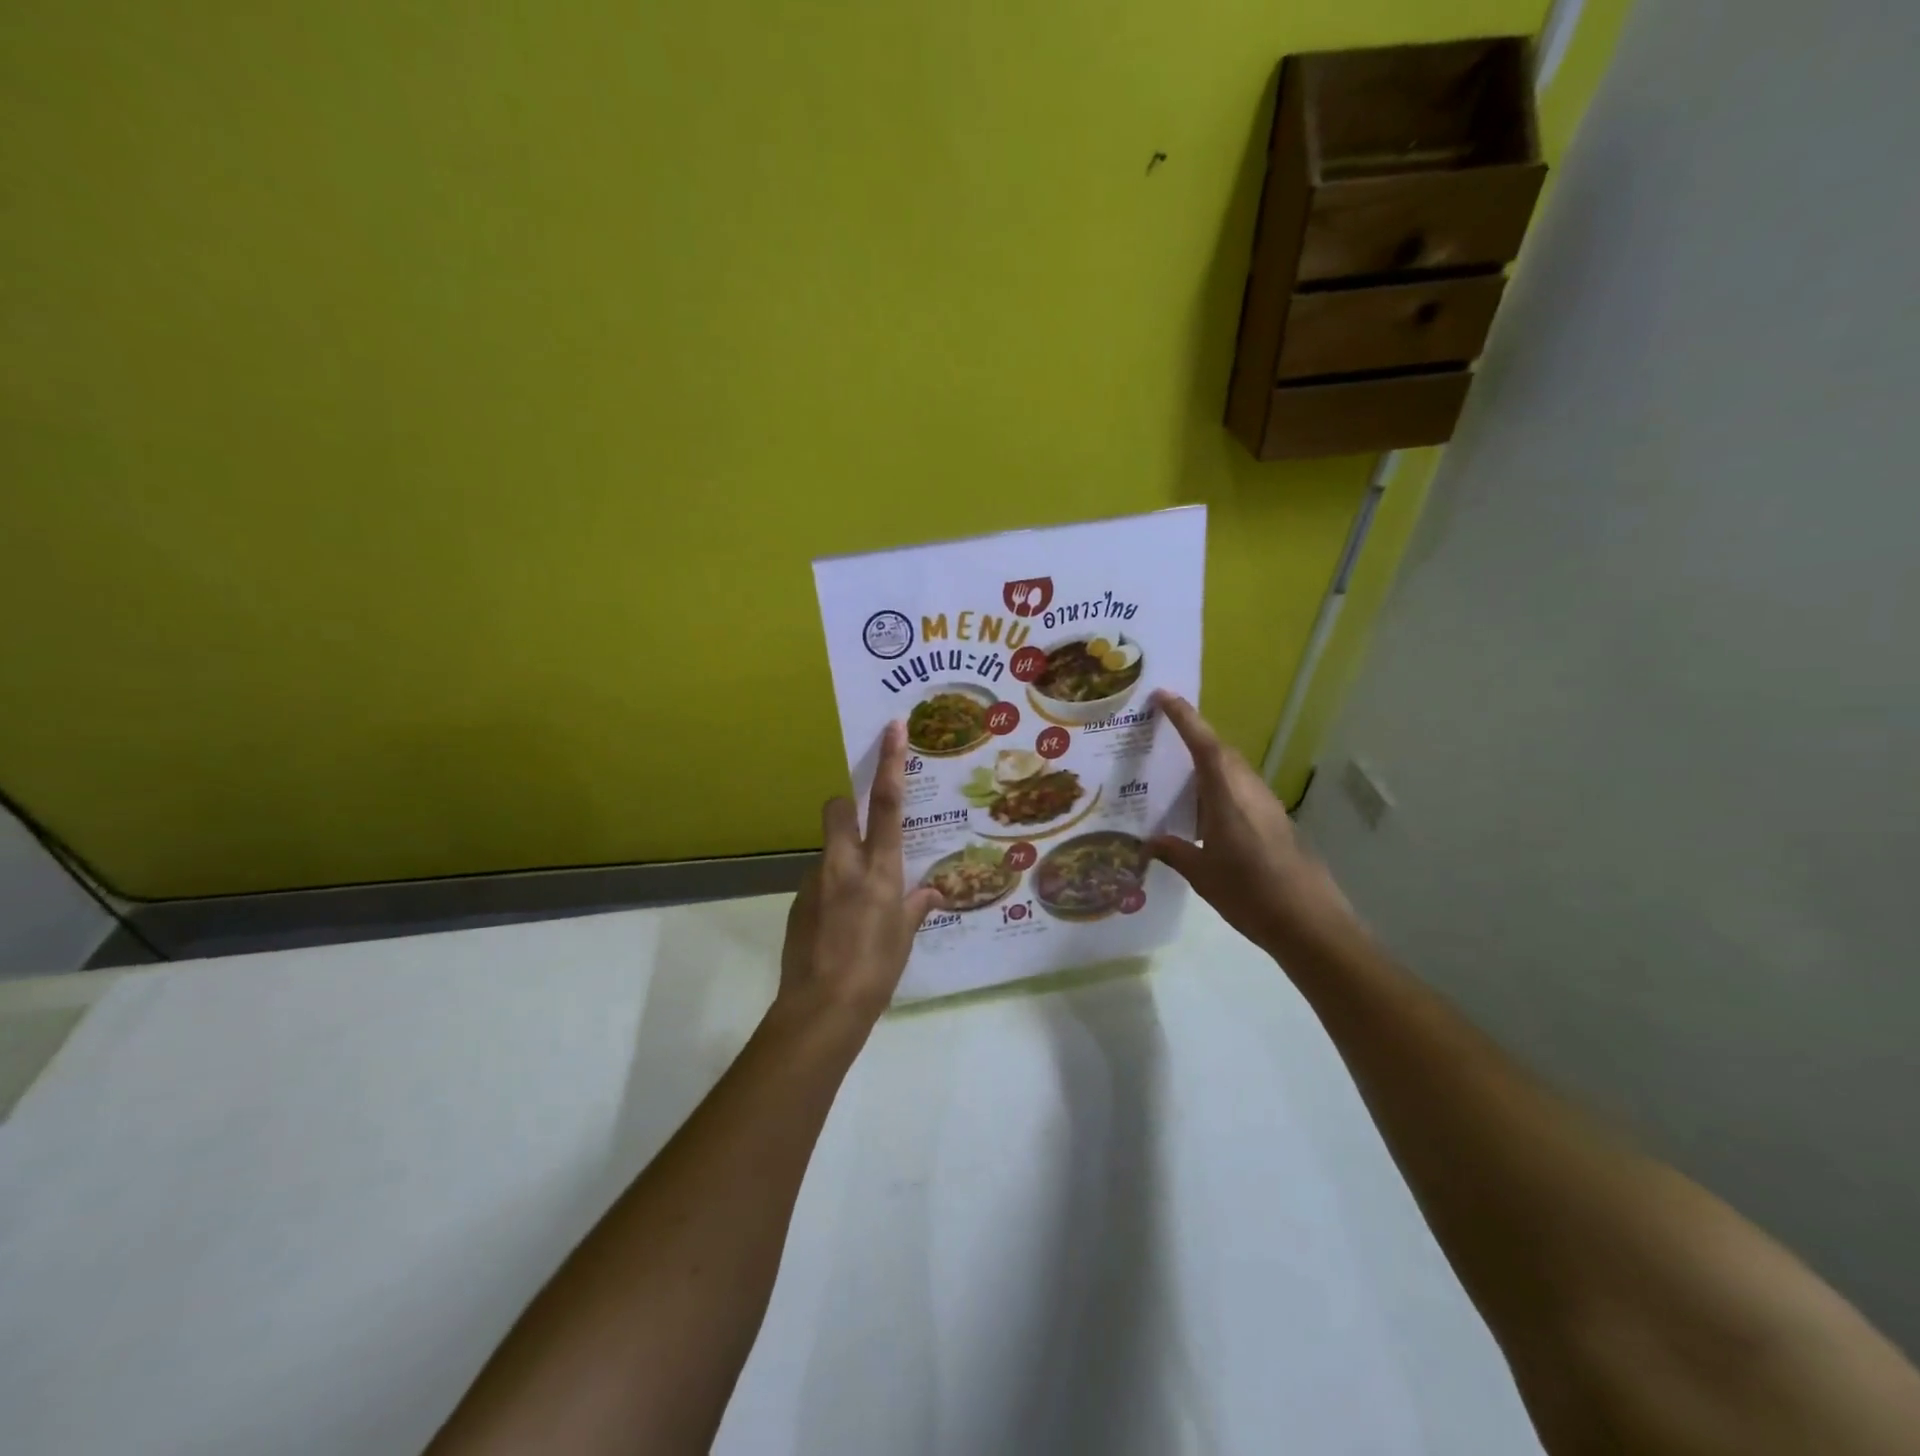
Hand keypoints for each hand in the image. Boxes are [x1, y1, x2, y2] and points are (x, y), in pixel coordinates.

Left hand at [779, 721, 946, 1024]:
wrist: (820, 1009)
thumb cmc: (875, 971)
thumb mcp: (904, 939)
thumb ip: (915, 908)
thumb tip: (932, 894)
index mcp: (879, 870)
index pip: (885, 804)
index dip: (889, 762)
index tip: (891, 728)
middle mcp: (843, 866)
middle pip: (836, 810)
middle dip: (845, 806)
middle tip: (861, 828)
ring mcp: (814, 883)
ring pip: (826, 849)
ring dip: (841, 859)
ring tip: (856, 902)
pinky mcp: (797, 904)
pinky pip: (818, 882)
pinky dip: (830, 890)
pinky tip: (839, 925)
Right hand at [1148, 691, 1359, 960]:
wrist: (1310, 923)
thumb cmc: (1250, 894)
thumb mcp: (1202, 875)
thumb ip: (1175, 852)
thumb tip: (1150, 842)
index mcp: (1227, 795)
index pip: (1203, 744)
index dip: (1184, 716)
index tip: (1163, 695)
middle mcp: (1249, 790)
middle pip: (1219, 752)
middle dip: (1192, 738)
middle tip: (1160, 735)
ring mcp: (1266, 805)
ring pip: (1232, 771)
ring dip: (1206, 766)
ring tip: (1174, 777)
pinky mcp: (1275, 822)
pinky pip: (1240, 791)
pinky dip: (1218, 790)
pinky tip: (1202, 814)